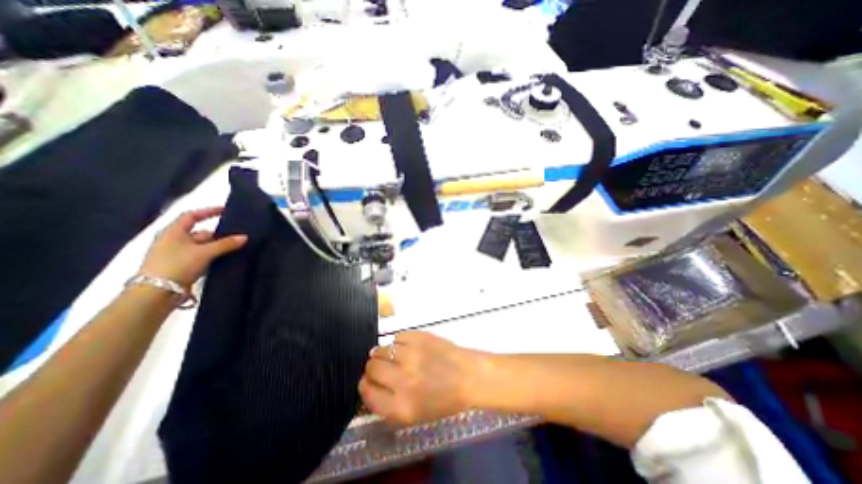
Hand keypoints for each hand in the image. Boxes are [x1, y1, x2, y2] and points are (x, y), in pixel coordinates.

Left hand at [136, 206, 246, 289]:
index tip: (225, 210)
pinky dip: (211, 256)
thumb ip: (226, 244)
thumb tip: (244, 237)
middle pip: (198, 232)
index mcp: (173, 232)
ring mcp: (175, 254)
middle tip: (235, 236)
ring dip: (215, 247)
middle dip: (217, 234)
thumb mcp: (205, 252)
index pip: (191, 216)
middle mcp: (172, 241)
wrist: (156, 293)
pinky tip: (223, 260)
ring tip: (233, 249)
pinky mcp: (179, 267)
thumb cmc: (178, 265)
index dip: (208, 211)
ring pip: (200, 246)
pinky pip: (199, 257)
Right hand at [357, 330, 483, 424]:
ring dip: (384, 352)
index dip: (365, 385)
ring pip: (381, 349)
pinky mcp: (418, 337)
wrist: (468, 376)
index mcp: (401, 407)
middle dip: (373, 367)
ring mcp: (411, 355)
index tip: (368, 380)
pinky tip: (410, 347)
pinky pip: (397, 337)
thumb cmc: (444, 399)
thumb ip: (387, 405)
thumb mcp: (414, 415)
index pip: (368, 393)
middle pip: (371, 368)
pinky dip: (400, 342)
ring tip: (396, 355)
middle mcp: (402, 380)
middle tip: (383, 366)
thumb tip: (368, 384)